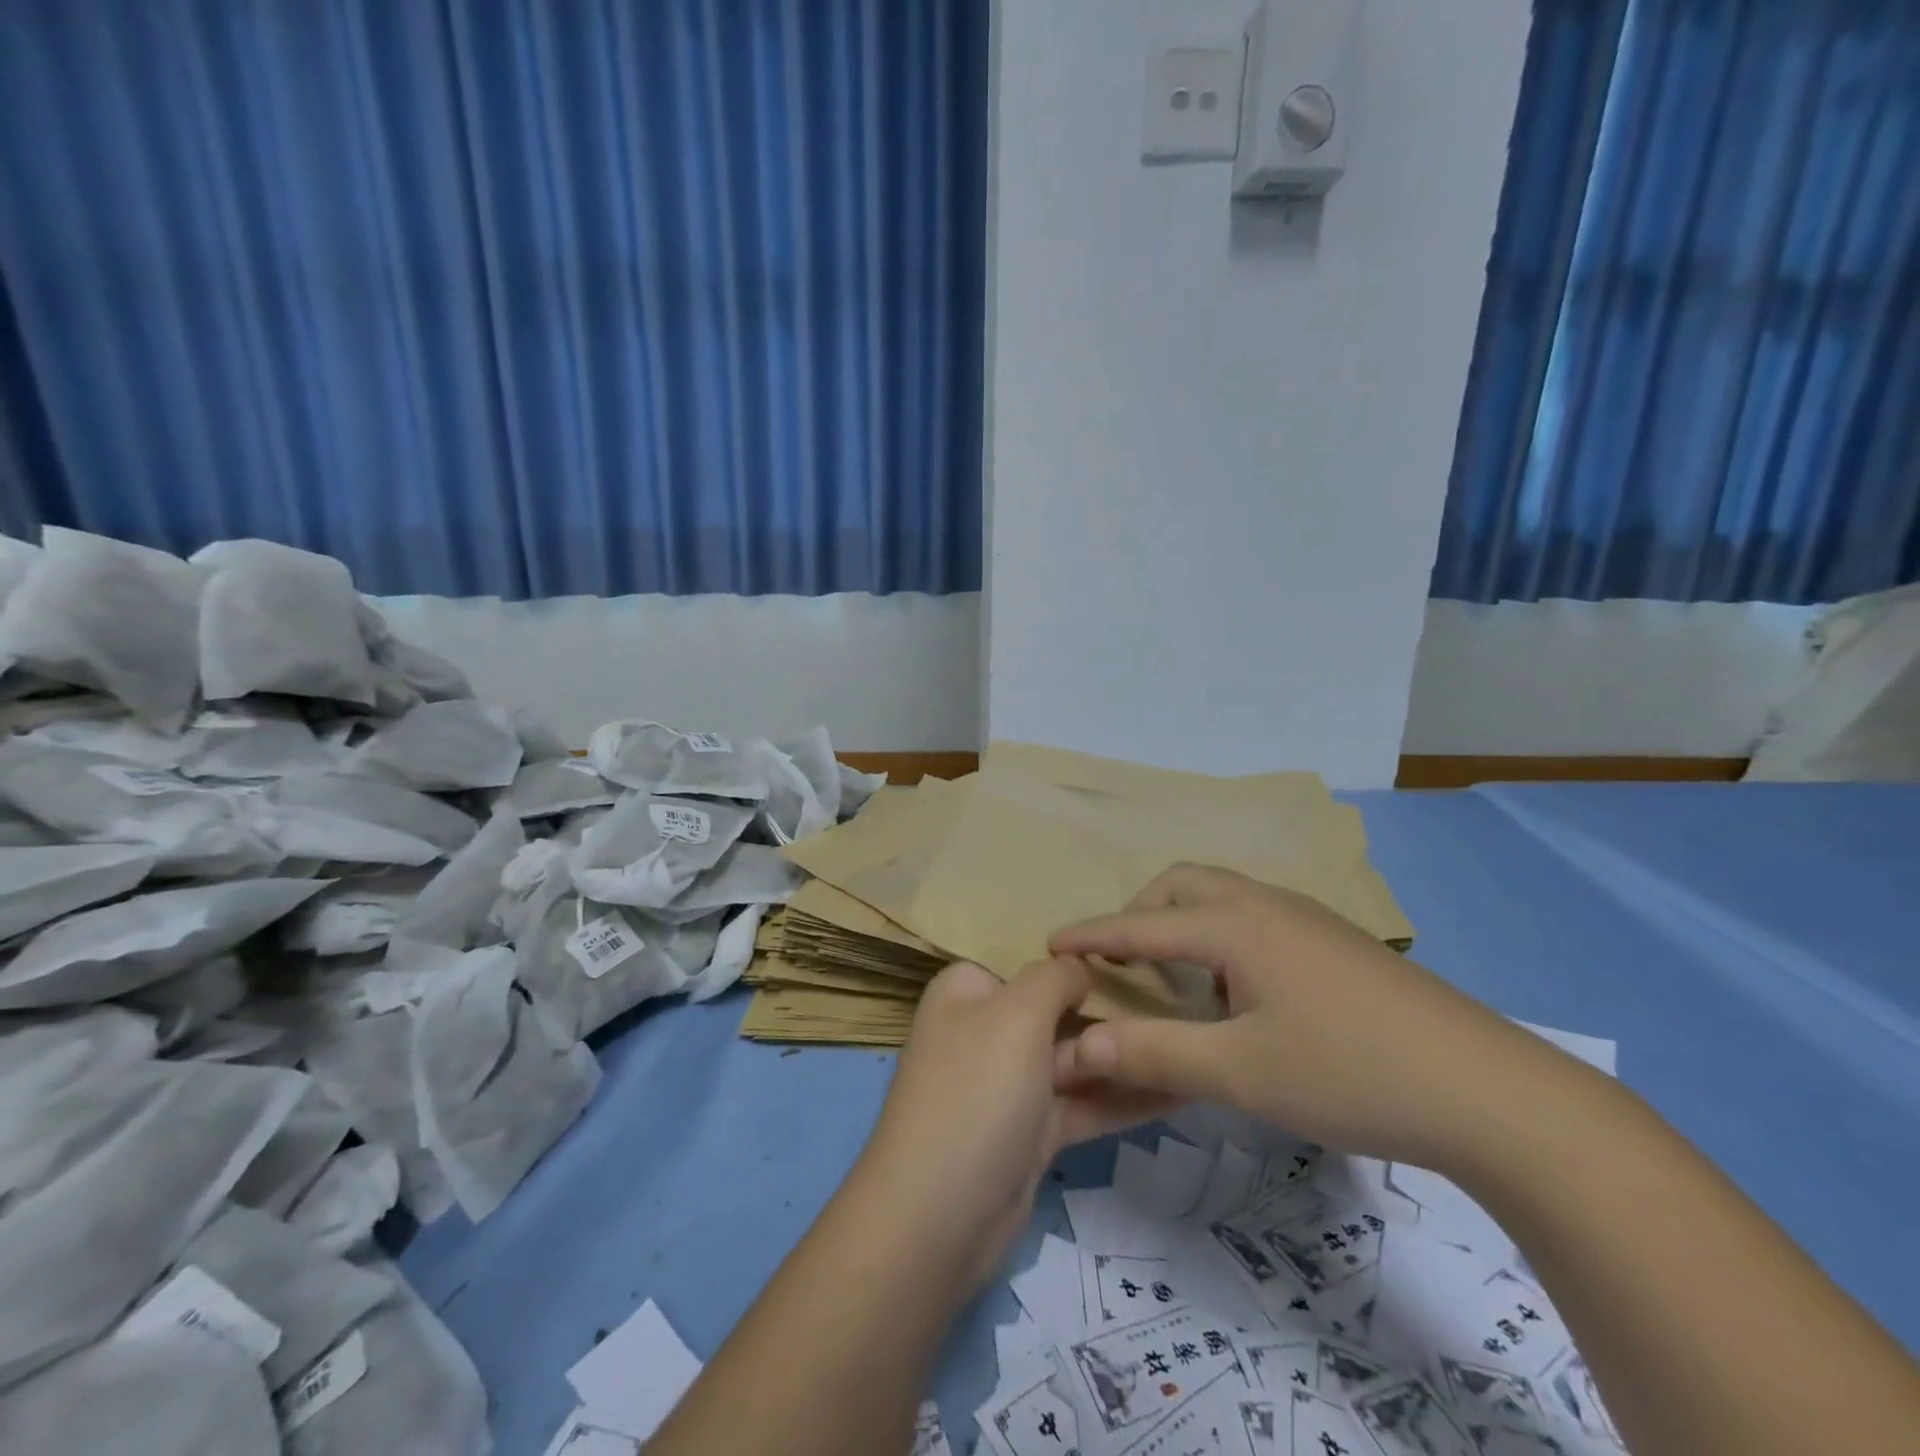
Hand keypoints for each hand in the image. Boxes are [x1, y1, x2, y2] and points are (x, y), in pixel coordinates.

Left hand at [856, 959, 1176, 1290]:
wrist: (937, 1218)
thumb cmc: (976, 1092)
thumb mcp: (1016, 1015)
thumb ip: (1055, 978)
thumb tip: (1080, 964)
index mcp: (970, 990)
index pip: (1032, 962)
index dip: (1083, 961)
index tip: (1144, 961)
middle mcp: (987, 1029)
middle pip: (1059, 1009)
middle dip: (1117, 1009)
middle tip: (1189, 1002)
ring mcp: (1010, 1083)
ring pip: (1077, 1059)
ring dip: (1129, 1055)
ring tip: (1195, 1042)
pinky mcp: (1032, 1131)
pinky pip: (1084, 1103)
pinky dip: (1125, 1098)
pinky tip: (1181, 1090)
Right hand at [1049, 864, 1554, 1169]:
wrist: (1491, 1092)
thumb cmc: (1350, 1073)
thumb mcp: (1240, 1073)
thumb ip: (1153, 1055)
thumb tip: (1077, 1046)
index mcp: (1236, 925)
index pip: (1142, 924)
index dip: (1091, 934)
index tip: (1049, 943)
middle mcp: (1267, 904)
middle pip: (1183, 886)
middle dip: (1140, 916)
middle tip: (1123, 964)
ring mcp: (1308, 919)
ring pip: (1223, 899)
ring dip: (1184, 925)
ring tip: (1176, 980)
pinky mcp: (1336, 942)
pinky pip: (1254, 919)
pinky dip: (1220, 938)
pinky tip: (1237, 992)